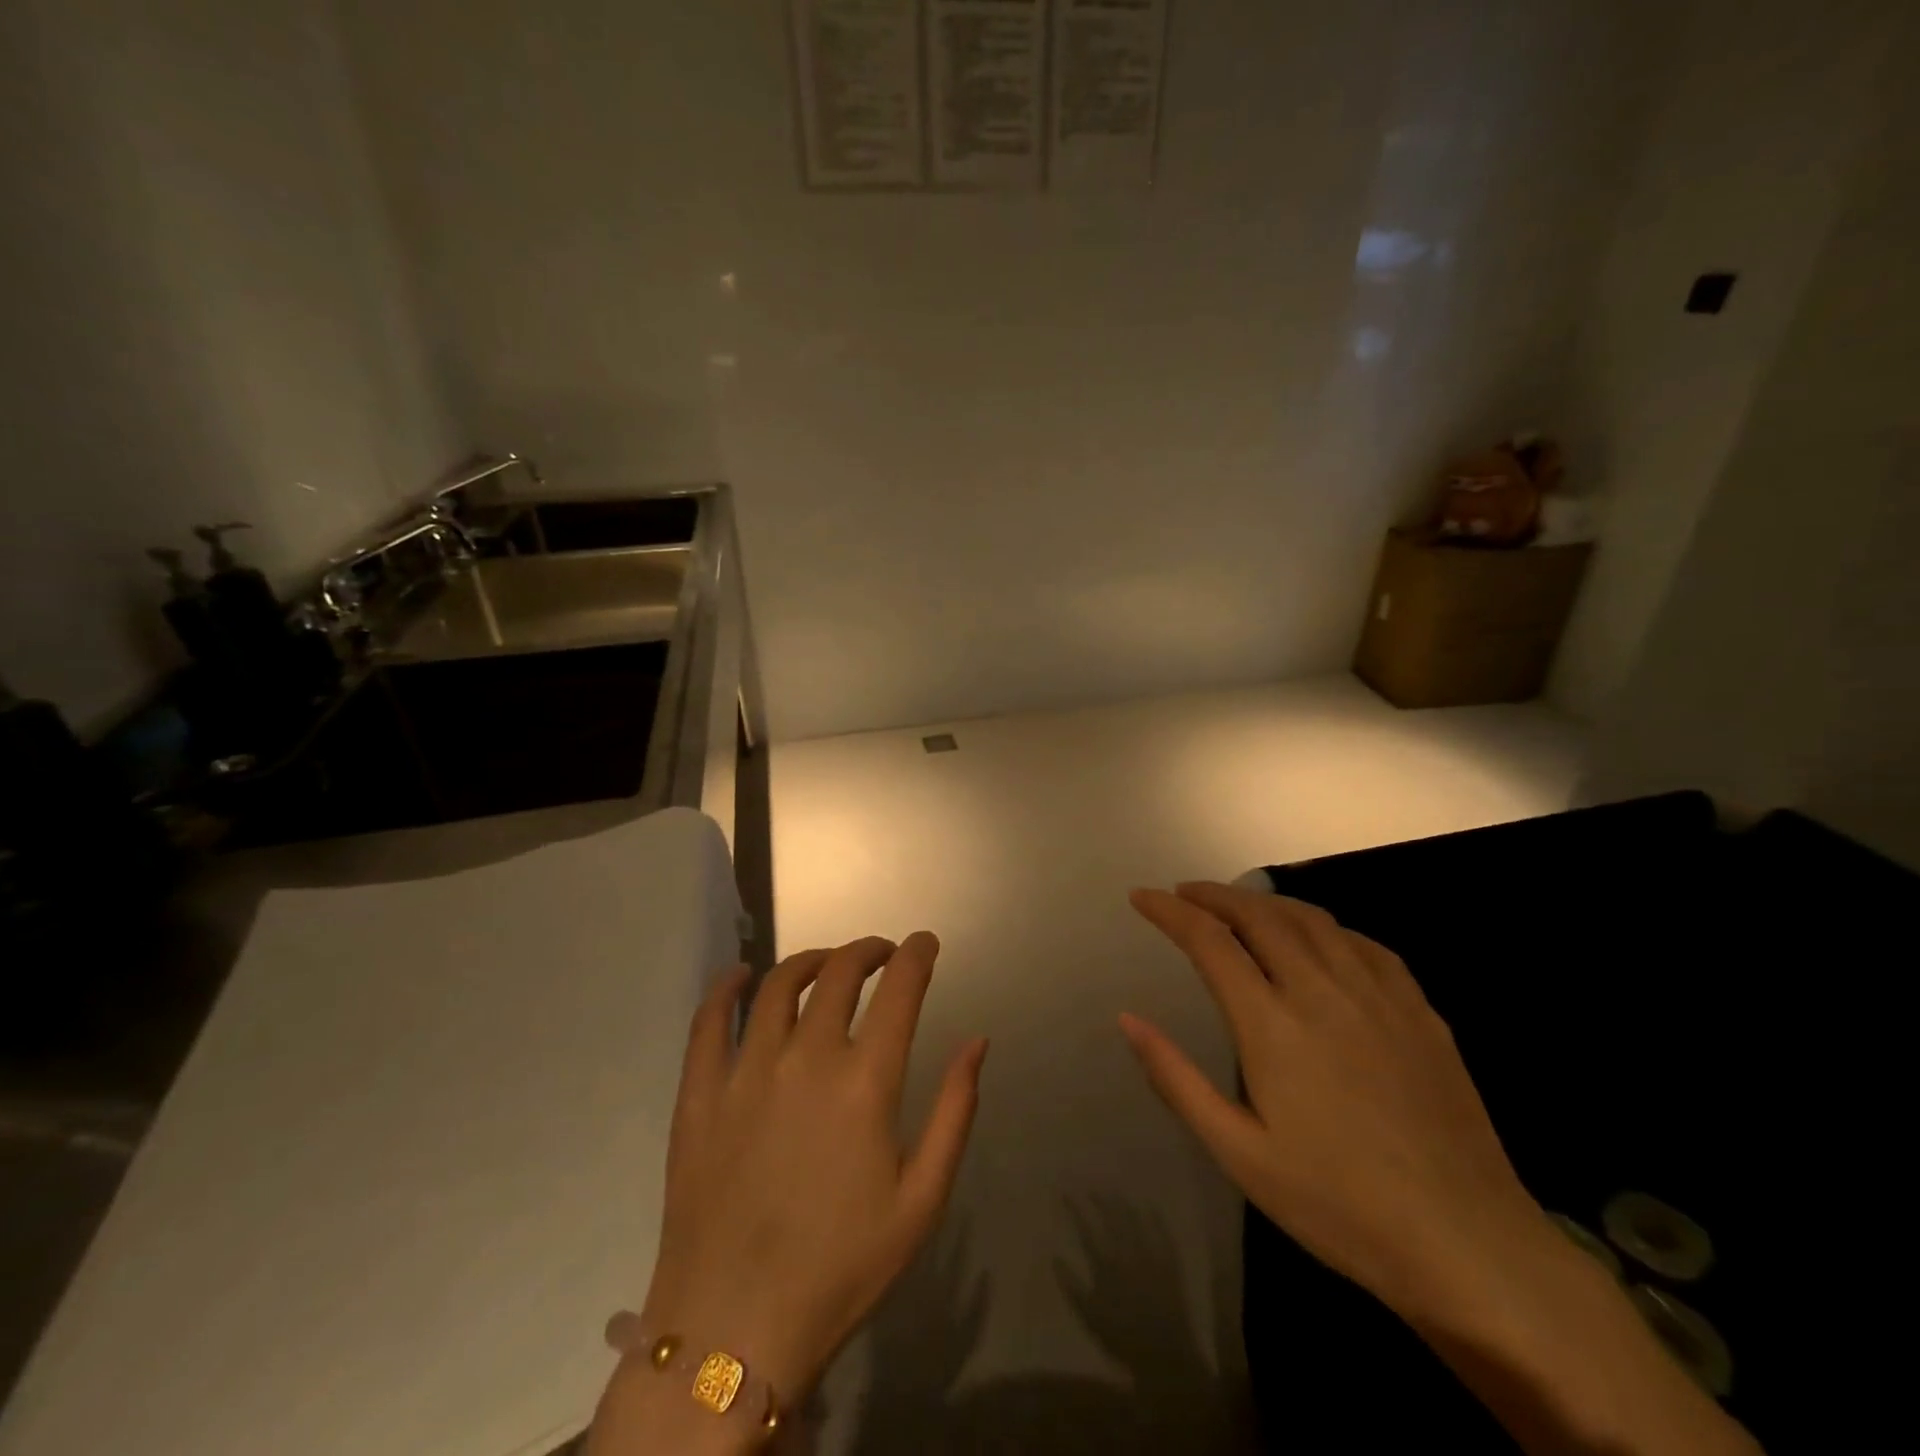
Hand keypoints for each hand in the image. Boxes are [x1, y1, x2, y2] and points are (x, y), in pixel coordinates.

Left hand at [636, 936, 986, 1402]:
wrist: (736, 1329)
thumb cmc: (841, 1268)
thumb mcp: (922, 1201)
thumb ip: (955, 1112)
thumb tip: (977, 1042)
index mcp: (865, 1082)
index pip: (900, 989)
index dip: (916, 954)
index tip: (924, 943)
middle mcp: (806, 1058)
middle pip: (839, 972)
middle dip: (868, 950)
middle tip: (881, 954)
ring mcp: (746, 1070)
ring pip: (778, 984)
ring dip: (810, 960)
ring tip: (827, 963)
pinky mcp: (699, 1092)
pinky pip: (708, 1020)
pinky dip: (725, 987)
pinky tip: (739, 975)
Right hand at [1123, 883, 1762, 1455]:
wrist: (1466, 1244)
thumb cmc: (1337, 1205)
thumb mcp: (1238, 1153)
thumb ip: (1176, 1079)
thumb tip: (1127, 1019)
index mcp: (1271, 1024)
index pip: (1209, 941)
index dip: (1170, 911)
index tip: (1142, 897)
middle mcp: (1321, 991)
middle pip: (1259, 915)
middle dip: (1214, 895)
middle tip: (1184, 892)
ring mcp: (1377, 996)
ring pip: (1312, 920)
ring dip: (1266, 902)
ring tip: (1240, 905)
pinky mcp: (1419, 1011)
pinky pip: (1363, 944)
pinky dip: (1325, 926)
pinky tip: (1318, 940)